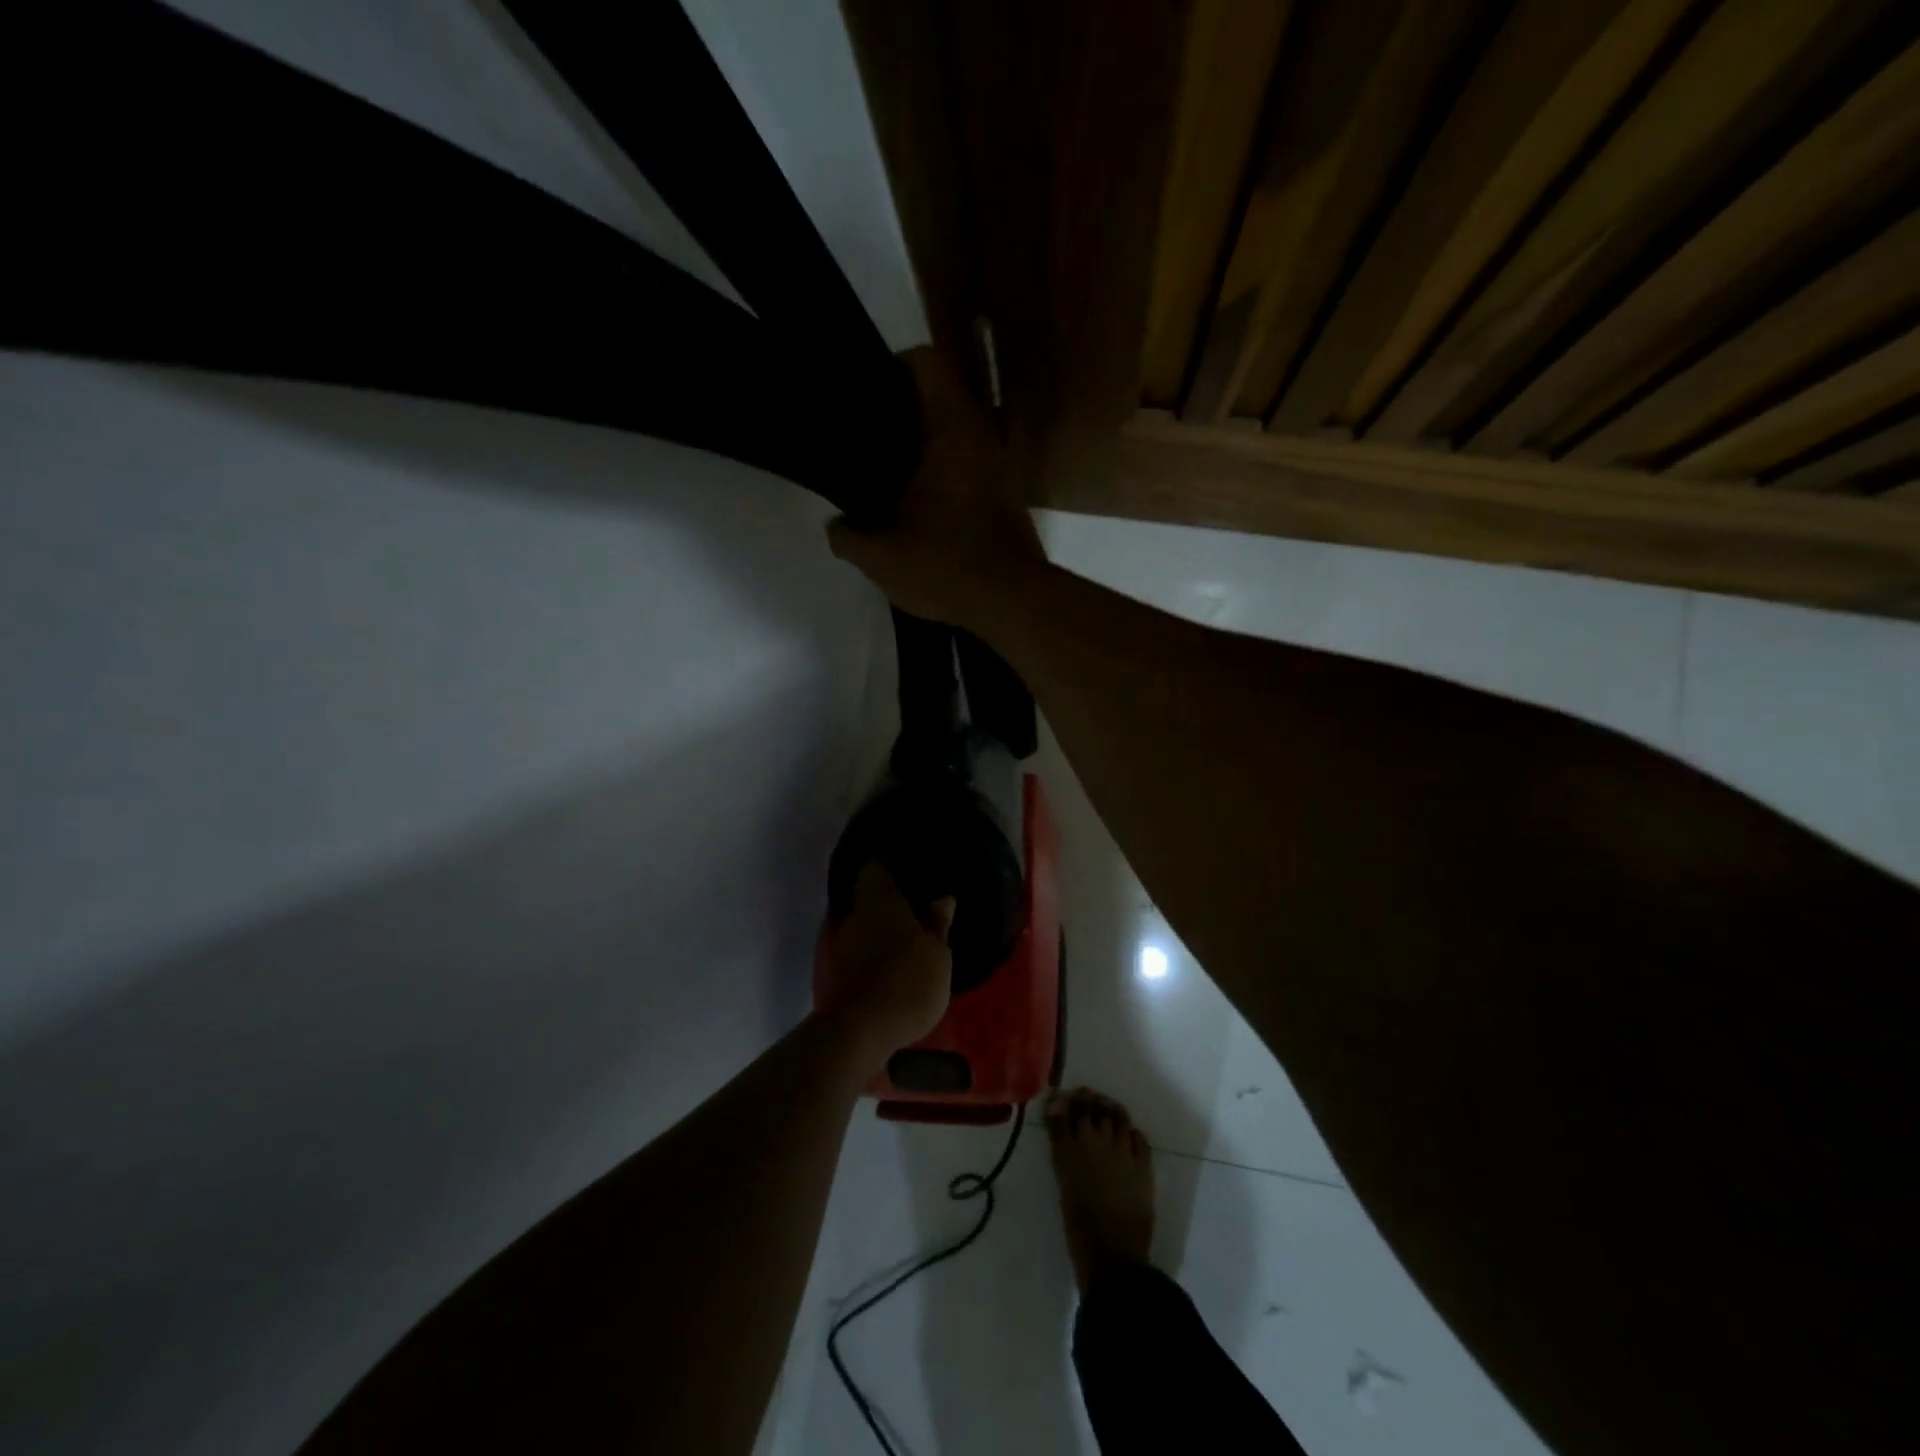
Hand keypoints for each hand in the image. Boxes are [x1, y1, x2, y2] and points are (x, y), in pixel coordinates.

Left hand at [818, 862, 954, 1066]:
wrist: (864, 1028)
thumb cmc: (910, 978)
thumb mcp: (937, 953)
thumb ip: (938, 924)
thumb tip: (943, 898)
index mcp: (879, 899)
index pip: (875, 869)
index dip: (889, 870)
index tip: (907, 875)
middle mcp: (855, 914)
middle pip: (868, 898)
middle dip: (888, 904)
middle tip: (914, 911)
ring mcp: (841, 944)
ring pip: (863, 926)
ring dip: (880, 931)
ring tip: (906, 941)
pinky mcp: (838, 973)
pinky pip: (859, 952)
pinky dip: (872, 955)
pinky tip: (891, 966)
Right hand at [826, 348, 1047, 632]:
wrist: (1012, 602)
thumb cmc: (946, 566)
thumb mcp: (882, 557)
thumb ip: (849, 537)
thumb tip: (836, 527)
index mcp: (951, 431)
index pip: (927, 362)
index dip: (894, 365)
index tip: (868, 392)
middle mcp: (981, 437)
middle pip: (941, 397)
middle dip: (903, 411)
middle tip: (868, 438)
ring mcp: (999, 468)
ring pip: (956, 435)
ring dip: (924, 447)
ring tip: (889, 474)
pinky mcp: (1006, 497)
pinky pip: (969, 466)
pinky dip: (944, 473)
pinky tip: (919, 506)